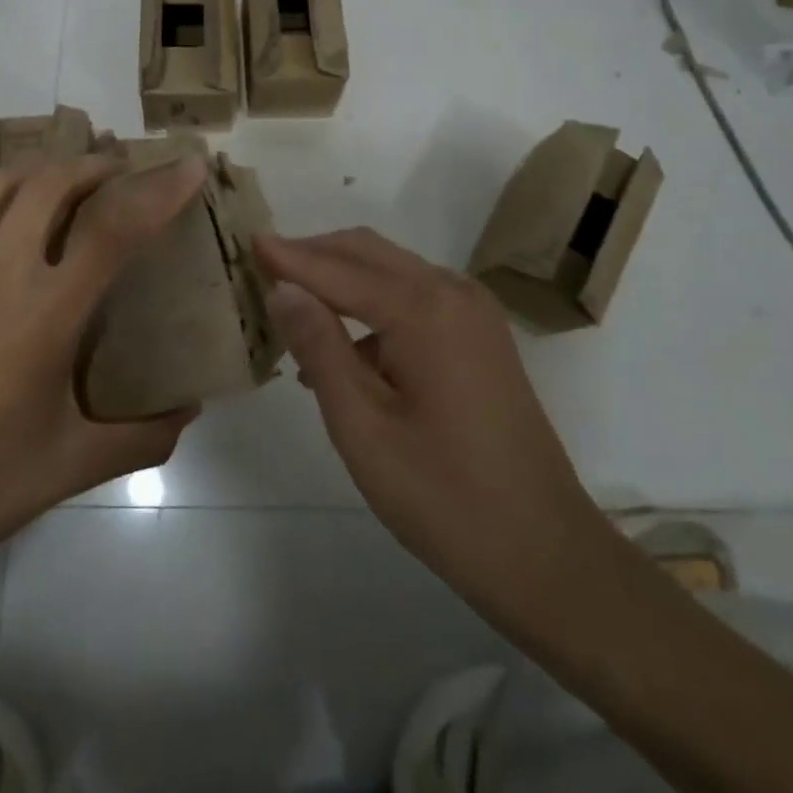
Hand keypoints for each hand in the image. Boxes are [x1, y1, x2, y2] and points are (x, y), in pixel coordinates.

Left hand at [0, 155, 207, 594]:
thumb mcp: (75, 466)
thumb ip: (145, 437)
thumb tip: (190, 411)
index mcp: (46, 313)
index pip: (114, 228)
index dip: (158, 190)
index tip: (189, 167)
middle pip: (51, 182)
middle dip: (95, 165)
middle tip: (121, 175)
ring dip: (39, 173)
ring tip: (62, 188)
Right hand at [255, 228, 624, 647]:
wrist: (545, 551)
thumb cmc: (444, 497)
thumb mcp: (363, 426)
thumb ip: (320, 347)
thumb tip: (283, 288)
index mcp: (425, 309)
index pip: (339, 268)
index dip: (289, 256)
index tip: (247, 240)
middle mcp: (453, 292)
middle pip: (369, 253)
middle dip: (314, 254)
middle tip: (262, 266)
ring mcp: (474, 312)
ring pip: (392, 273)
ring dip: (341, 280)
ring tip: (291, 308)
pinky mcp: (481, 336)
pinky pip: (415, 300)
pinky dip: (372, 307)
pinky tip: (342, 350)